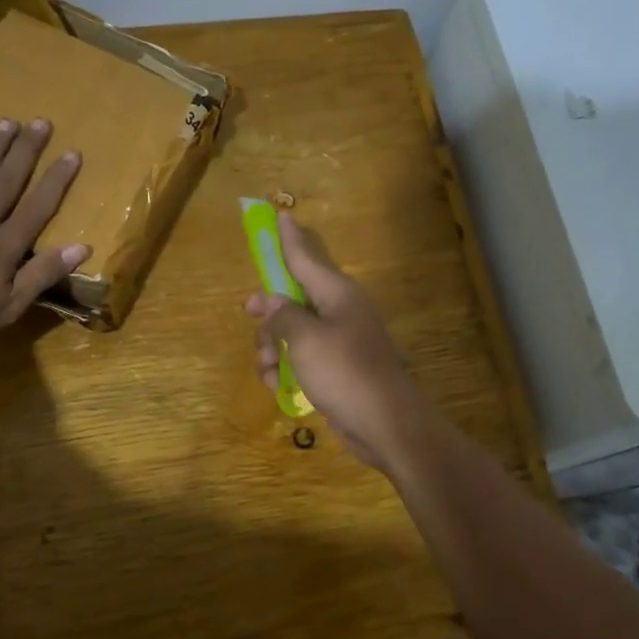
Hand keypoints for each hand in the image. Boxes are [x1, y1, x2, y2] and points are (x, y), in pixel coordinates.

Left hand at [0, 118, 88, 356]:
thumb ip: (42, 274)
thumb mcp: (8, 308)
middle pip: (7, 181)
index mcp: (5, 245)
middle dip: (26, 151)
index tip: (72, 153)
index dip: (56, 180)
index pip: (38, 207)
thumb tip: (81, 247)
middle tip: (41, 122)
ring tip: (8, 122)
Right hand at [244, 212, 426, 468]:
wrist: (386, 424)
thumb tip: (267, 301)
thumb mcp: (305, 340)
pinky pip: (301, 358)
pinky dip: (287, 369)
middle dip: (269, 315)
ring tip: (270, 371)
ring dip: (273, 349)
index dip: (289, 237)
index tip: (279, 214)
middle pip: (292, 298)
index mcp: (336, 294)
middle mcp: (339, 311)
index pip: (306, 257)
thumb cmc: (345, 372)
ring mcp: (339, 341)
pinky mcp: (336, 368)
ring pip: (291, 332)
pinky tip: (279, 388)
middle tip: (252, 320)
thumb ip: (282, 316)